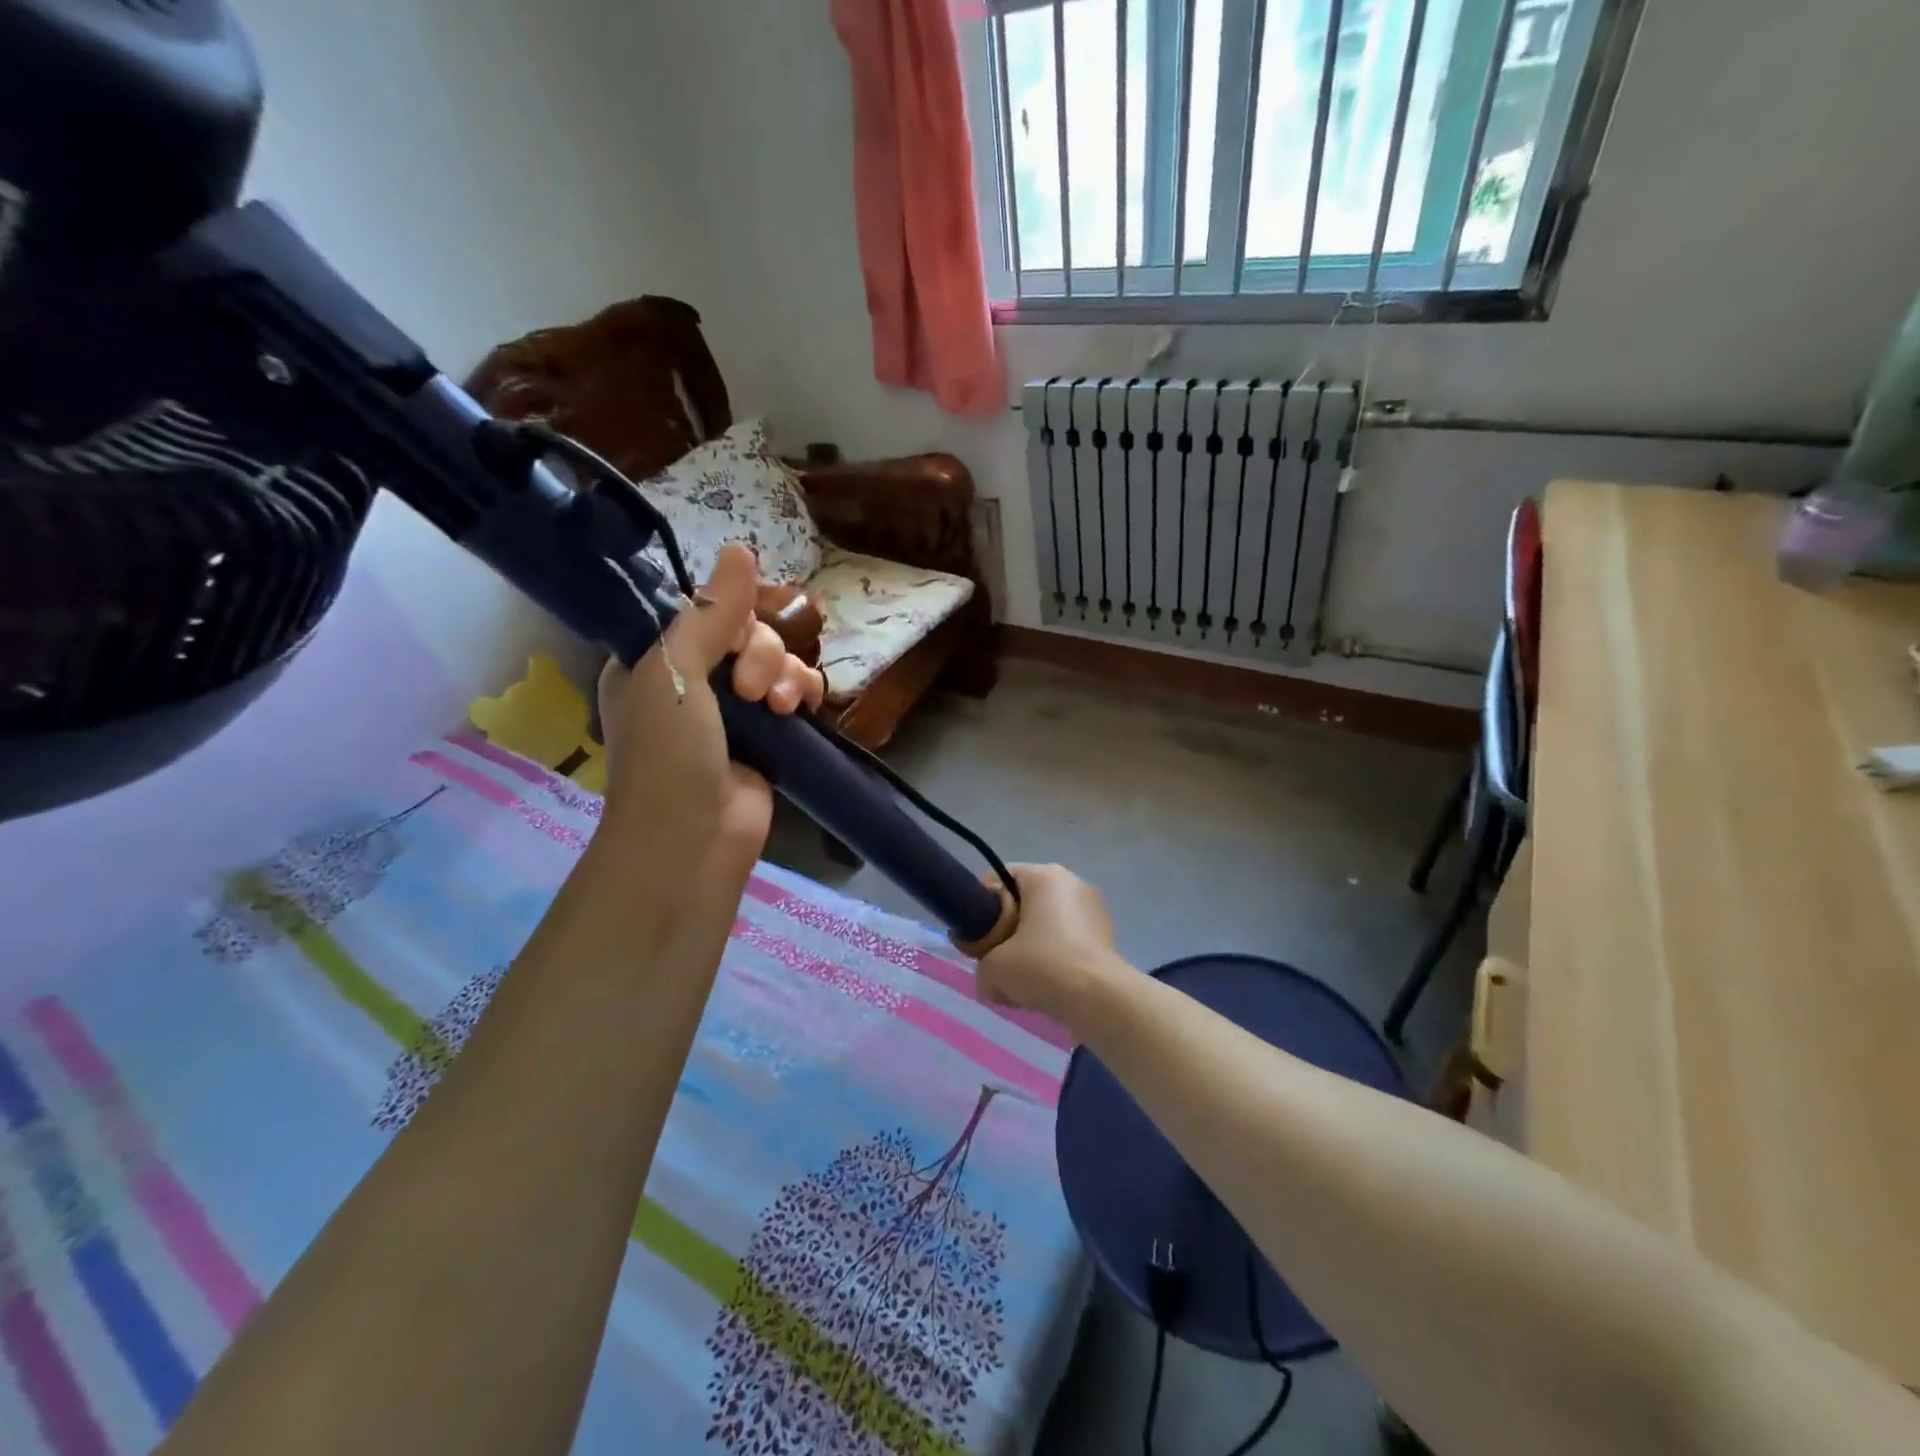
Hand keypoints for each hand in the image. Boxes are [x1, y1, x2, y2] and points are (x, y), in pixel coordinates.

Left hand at [594, 543, 824, 888]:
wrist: (694, 840)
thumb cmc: (668, 755)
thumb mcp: (673, 673)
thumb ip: (709, 614)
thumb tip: (741, 548)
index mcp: (653, 660)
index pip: (699, 611)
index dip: (726, 614)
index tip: (737, 630)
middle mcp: (691, 680)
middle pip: (744, 632)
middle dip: (759, 651)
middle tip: (748, 689)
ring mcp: (732, 709)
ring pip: (774, 659)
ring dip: (783, 672)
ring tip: (776, 706)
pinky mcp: (767, 734)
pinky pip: (793, 691)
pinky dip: (802, 691)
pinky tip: (800, 706)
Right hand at [975, 864, 1121, 1022]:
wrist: (1101, 1000)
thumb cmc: (1044, 967)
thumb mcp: (993, 968)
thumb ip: (981, 965)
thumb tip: (990, 976)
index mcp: (1045, 876)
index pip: (1001, 877)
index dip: (983, 905)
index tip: (978, 936)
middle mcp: (1072, 883)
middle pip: (1025, 903)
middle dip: (1008, 931)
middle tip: (998, 960)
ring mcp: (1093, 910)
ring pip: (1046, 925)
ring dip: (1031, 948)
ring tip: (1023, 981)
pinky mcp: (1105, 937)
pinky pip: (1067, 942)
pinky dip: (1054, 960)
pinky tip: (1048, 987)